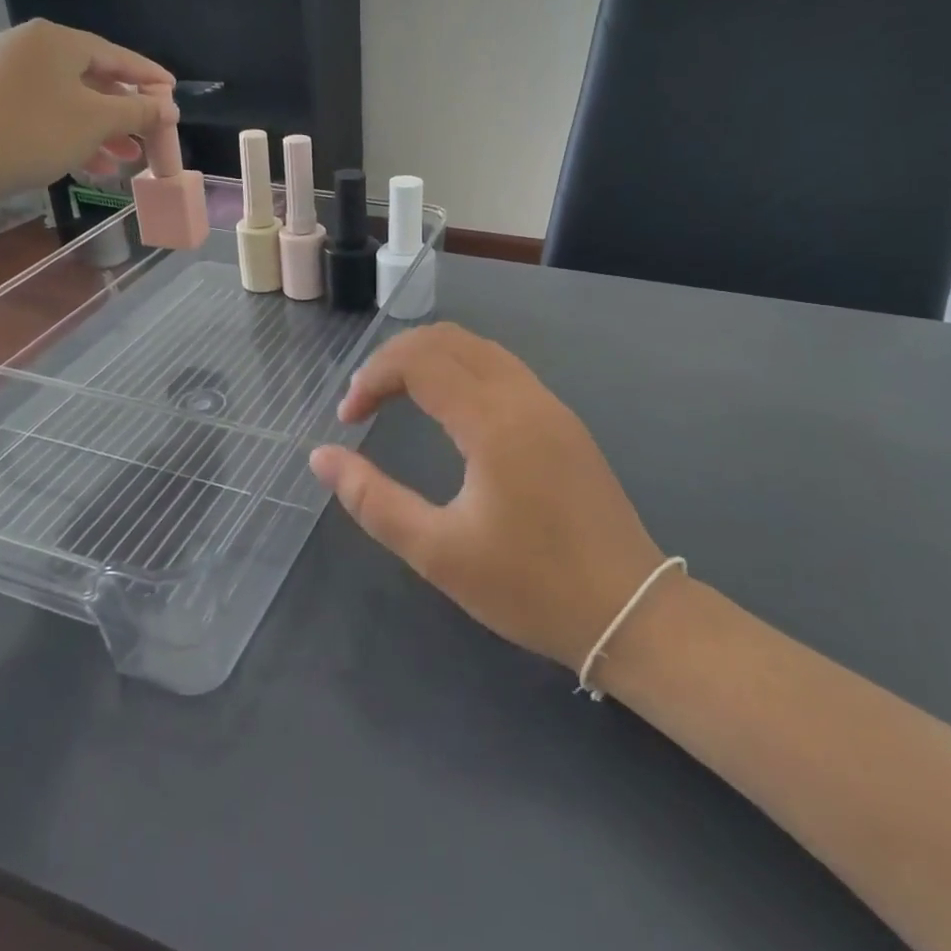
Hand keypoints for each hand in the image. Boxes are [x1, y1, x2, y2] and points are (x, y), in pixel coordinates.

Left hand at [0, 19, 176, 207]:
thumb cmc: (37, 132)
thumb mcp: (98, 121)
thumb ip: (139, 111)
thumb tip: (169, 108)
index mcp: (58, 40)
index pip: (117, 55)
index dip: (149, 77)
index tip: (173, 94)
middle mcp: (33, 47)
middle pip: (94, 76)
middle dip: (126, 110)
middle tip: (151, 130)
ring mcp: (11, 72)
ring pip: (72, 97)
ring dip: (104, 127)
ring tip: (129, 156)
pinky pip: (50, 110)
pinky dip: (75, 132)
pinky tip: (96, 163)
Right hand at [310, 324, 667, 673]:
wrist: (630, 610)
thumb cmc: (529, 587)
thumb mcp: (437, 553)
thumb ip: (373, 500)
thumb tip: (321, 457)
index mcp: (493, 421)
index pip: (420, 360)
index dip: (373, 377)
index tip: (348, 419)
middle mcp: (524, 397)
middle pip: (449, 339)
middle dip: (396, 357)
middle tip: (366, 401)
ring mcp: (551, 406)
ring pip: (480, 349)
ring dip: (431, 360)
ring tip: (397, 399)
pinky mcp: (564, 423)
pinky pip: (504, 370)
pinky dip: (462, 371)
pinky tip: (448, 411)